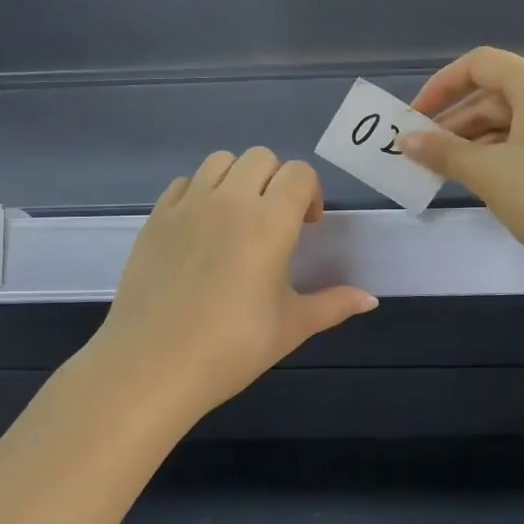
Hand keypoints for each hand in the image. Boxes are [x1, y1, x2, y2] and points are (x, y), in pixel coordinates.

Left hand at [88, 148, 377, 418]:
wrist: (153, 366)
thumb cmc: (232, 348)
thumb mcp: (291, 327)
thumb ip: (334, 305)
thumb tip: (371, 300)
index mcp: (270, 222)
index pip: (299, 173)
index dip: (310, 192)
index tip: (307, 226)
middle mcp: (230, 201)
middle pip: (261, 157)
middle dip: (276, 180)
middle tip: (275, 220)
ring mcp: (188, 206)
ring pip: (220, 161)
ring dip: (238, 179)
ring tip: (238, 217)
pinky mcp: (156, 218)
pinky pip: (184, 183)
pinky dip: (200, 193)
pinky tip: (201, 229)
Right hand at [401, 47, 523, 286]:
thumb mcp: (489, 173)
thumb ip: (443, 152)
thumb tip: (404, 140)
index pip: (479, 65)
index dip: (441, 86)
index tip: (413, 118)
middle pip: (492, 93)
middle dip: (453, 121)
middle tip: (420, 152)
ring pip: (508, 121)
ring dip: (471, 142)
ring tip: (440, 170)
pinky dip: (496, 154)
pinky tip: (475, 180)